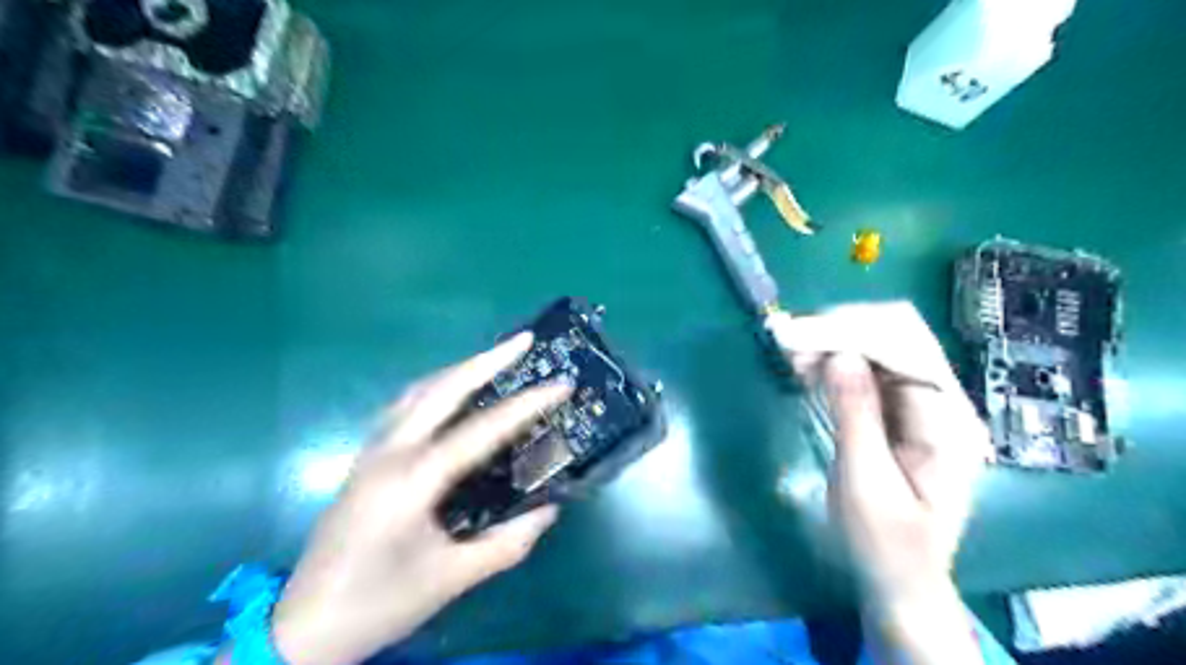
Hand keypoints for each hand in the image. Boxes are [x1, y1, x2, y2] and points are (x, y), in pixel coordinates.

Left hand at [271, 336, 571, 664]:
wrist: (303, 628)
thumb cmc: (380, 602)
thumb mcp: (452, 579)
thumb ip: (507, 543)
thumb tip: (549, 510)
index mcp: (413, 479)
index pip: (482, 430)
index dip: (527, 404)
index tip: (561, 383)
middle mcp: (390, 452)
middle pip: (441, 388)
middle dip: (485, 359)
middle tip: (522, 341)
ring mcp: (371, 452)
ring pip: (417, 391)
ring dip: (458, 369)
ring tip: (493, 359)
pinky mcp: (365, 460)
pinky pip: (403, 407)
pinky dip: (435, 388)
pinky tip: (451, 394)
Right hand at [769, 305, 993, 661]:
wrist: (901, 578)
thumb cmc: (885, 543)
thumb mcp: (865, 486)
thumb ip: (856, 417)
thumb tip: (839, 355)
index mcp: (949, 423)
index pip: (906, 348)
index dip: (847, 333)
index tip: (792, 336)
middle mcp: (945, 401)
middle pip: (898, 333)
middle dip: (839, 328)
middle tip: (785, 339)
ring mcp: (924, 401)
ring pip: (881, 342)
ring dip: (833, 339)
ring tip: (789, 351)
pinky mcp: (901, 407)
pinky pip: (869, 364)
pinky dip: (834, 356)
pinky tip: (805, 365)